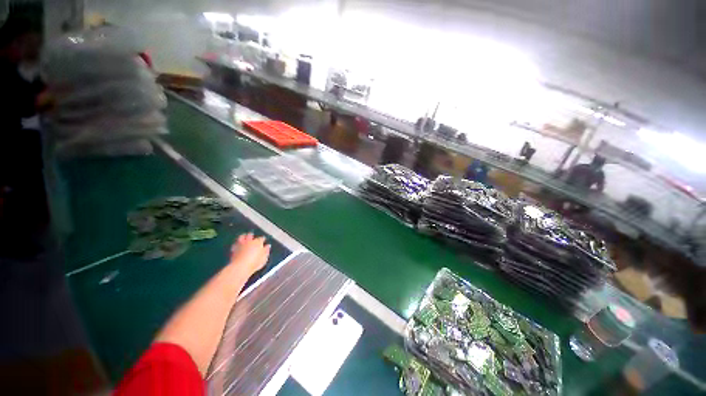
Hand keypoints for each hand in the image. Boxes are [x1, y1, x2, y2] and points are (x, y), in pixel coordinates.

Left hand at [229, 233, 270, 277]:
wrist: (241, 267)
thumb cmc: (255, 263)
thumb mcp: (264, 258)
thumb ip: (266, 251)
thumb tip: (267, 246)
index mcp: (258, 242)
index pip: (261, 238)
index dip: (263, 239)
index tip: (263, 241)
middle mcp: (249, 241)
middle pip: (250, 235)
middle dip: (251, 235)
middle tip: (252, 235)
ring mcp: (241, 244)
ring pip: (241, 237)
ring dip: (243, 236)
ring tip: (244, 236)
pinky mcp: (234, 249)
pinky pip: (235, 244)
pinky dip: (237, 243)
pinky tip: (237, 245)